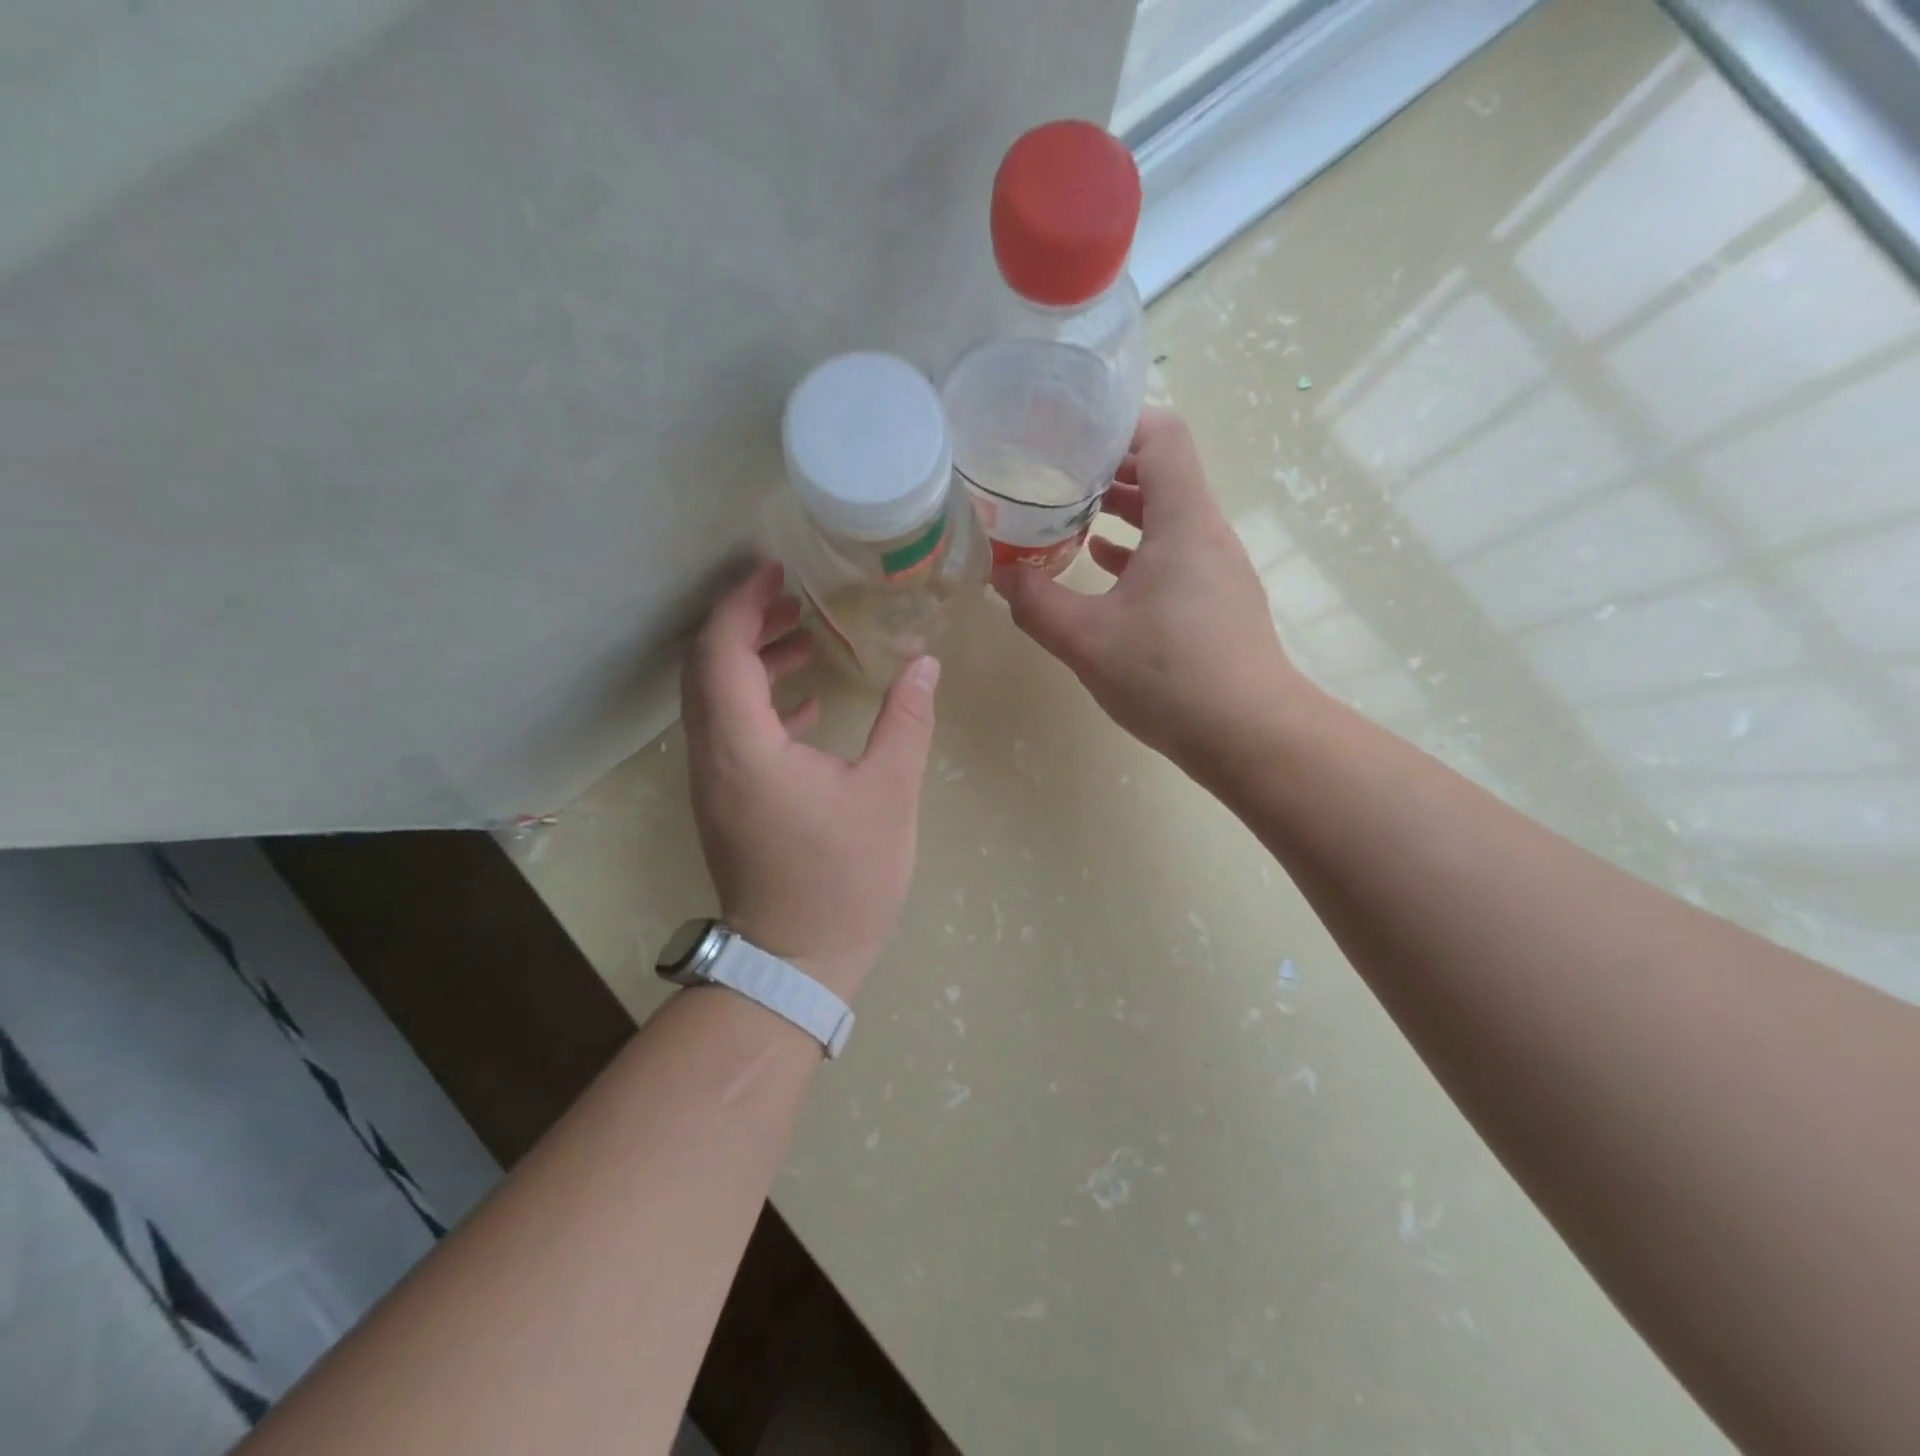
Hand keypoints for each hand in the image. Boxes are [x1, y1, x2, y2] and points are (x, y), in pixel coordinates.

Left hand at [681, 561, 939, 998]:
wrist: (796, 960)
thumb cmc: (843, 878)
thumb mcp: (887, 793)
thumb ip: (904, 720)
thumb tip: (924, 663)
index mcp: (743, 745)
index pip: (721, 650)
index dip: (742, 601)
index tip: (776, 569)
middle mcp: (713, 756)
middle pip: (707, 667)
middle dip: (745, 622)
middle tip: (796, 596)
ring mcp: (713, 782)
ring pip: (715, 699)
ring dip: (752, 660)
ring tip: (808, 637)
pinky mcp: (725, 802)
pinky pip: (729, 731)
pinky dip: (759, 702)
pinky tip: (806, 702)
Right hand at [993, 408, 1296, 773]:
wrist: (1251, 736)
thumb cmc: (1170, 676)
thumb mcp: (1086, 640)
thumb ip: (1036, 603)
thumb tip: (1001, 575)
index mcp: (1183, 522)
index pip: (1163, 436)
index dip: (1118, 423)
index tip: (1069, 432)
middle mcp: (1207, 533)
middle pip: (1164, 473)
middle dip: (1109, 468)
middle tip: (1056, 474)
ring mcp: (1219, 569)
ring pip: (1169, 517)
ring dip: (1123, 511)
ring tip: (1071, 517)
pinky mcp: (1219, 602)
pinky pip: (1176, 555)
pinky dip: (1139, 550)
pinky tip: (1103, 569)